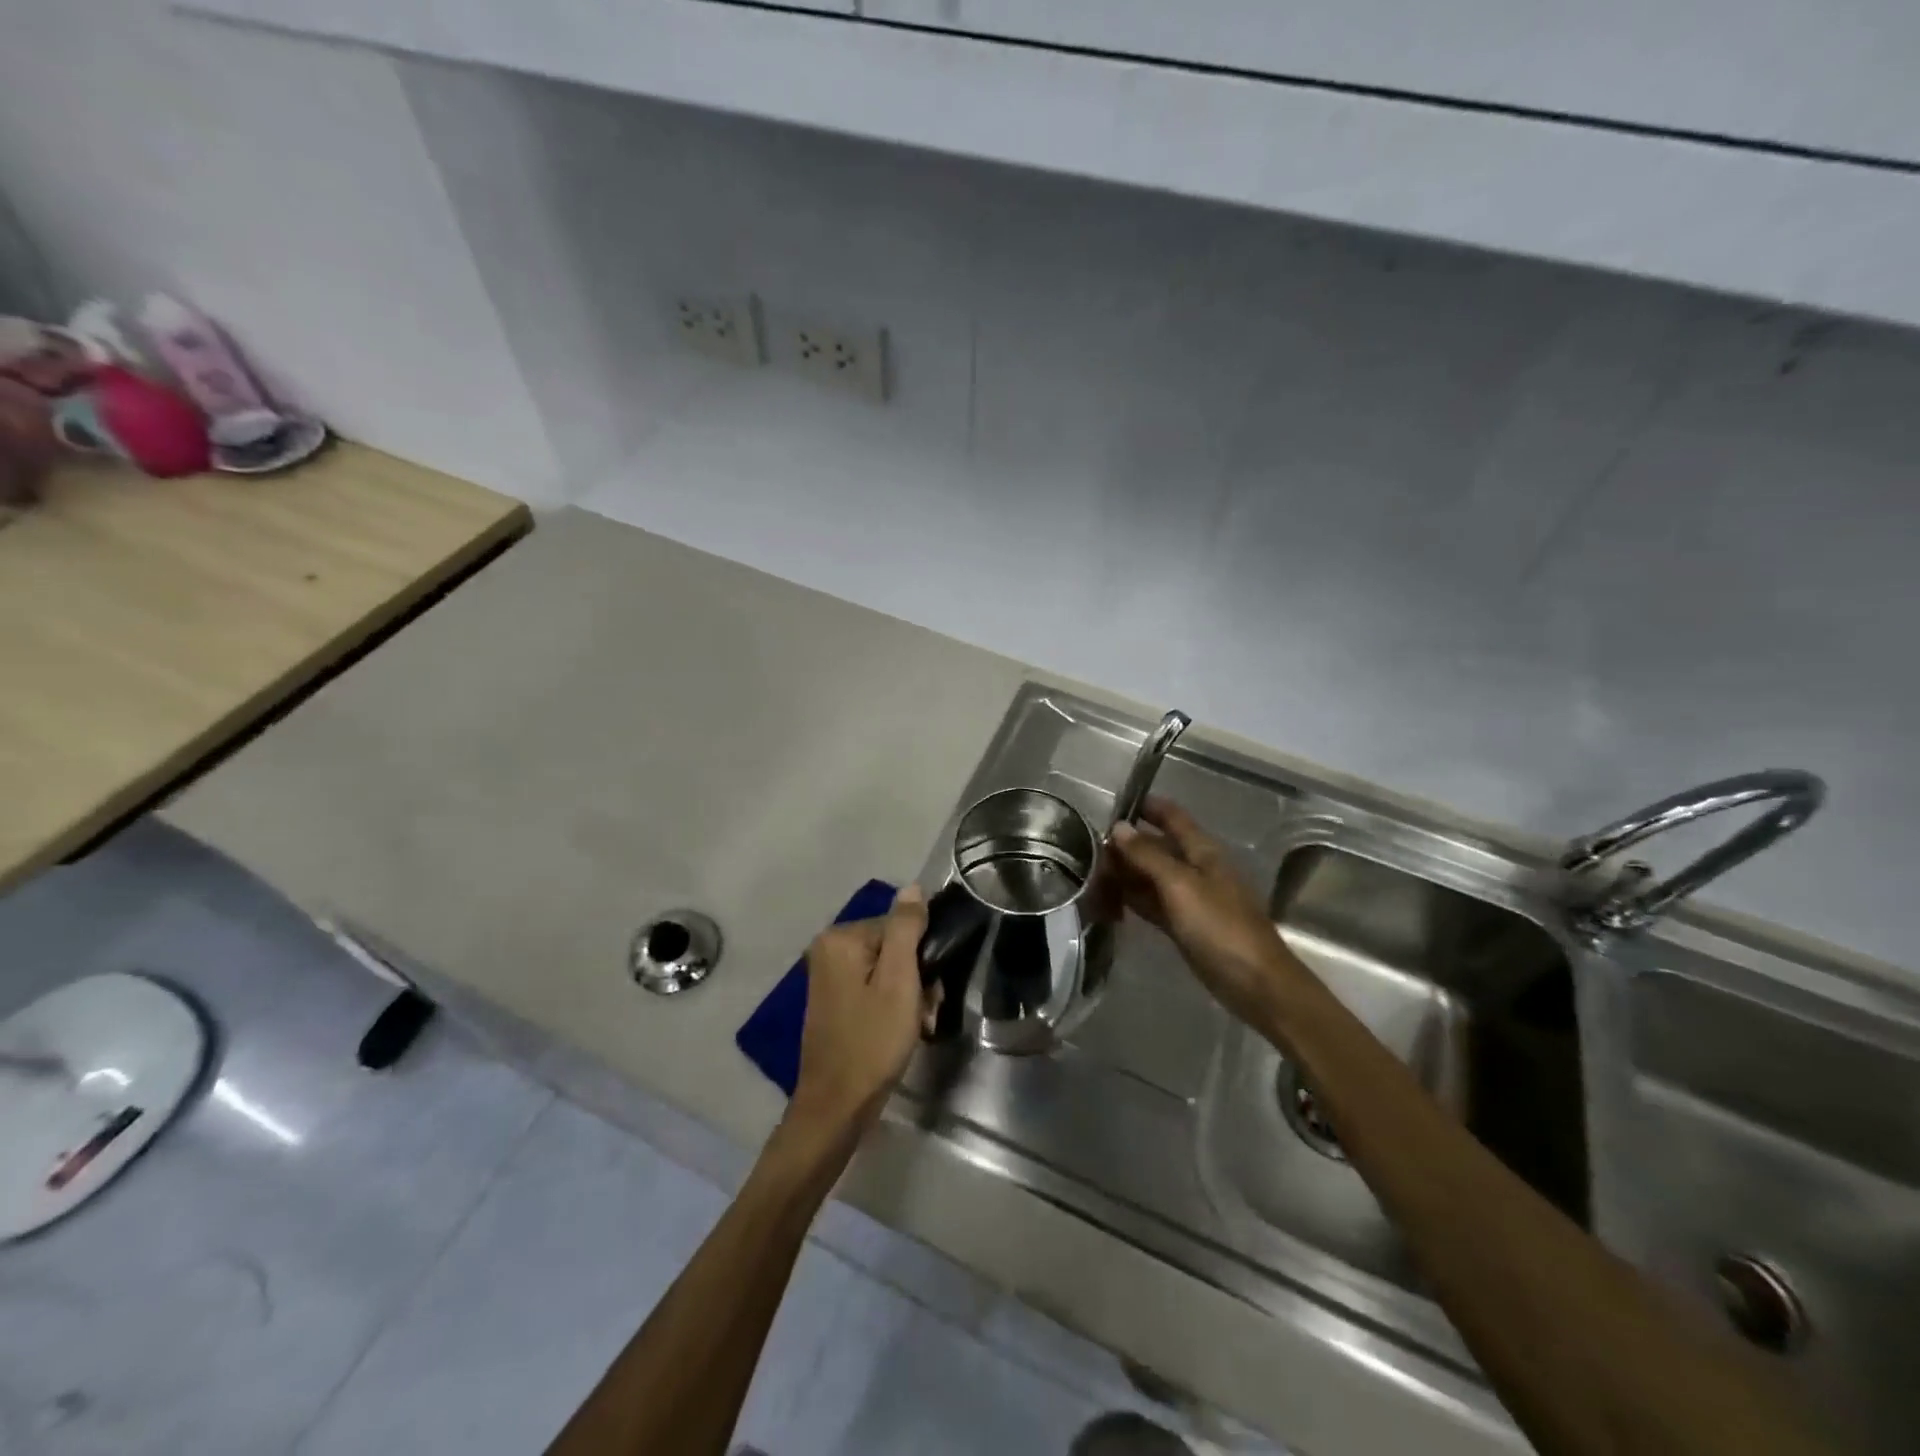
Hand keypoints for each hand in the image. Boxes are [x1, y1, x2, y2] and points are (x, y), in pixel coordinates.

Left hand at [788, 885, 932, 1140]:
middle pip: (892, 948)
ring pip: (886, 970)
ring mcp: (828, 976)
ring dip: (908, 995)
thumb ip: (906, 928)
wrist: (837, 1106)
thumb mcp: (898, 981)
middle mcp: (828, 949)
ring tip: (915, 1025)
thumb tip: (912, 887)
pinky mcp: (834, 1000)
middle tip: (924, 1012)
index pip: (899, 926)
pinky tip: (901, 1031)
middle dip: (915, 978)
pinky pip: (873, 988)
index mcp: (841, 938)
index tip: (931, 990)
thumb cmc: (872, 1041)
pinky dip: (891, 1006)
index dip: (921, 956)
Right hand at [1111, 797, 1291, 1025]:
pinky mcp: (1183, 925)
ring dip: (1125, 873)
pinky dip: (1132, 899)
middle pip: (1156, 847)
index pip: (1171, 816)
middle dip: (1126, 845)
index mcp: (1202, 851)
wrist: (1254, 982)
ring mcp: (1189, 898)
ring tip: (1089, 874)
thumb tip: (1118, 827)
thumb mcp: (1180, 885)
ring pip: (1151, 876)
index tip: (1112, 804)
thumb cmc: (1220, 926)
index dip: (1146, 806)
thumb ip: (1147, 855)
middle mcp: (1195, 868)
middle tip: (1085, 848)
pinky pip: (1152, 903)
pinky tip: (1108, 901)